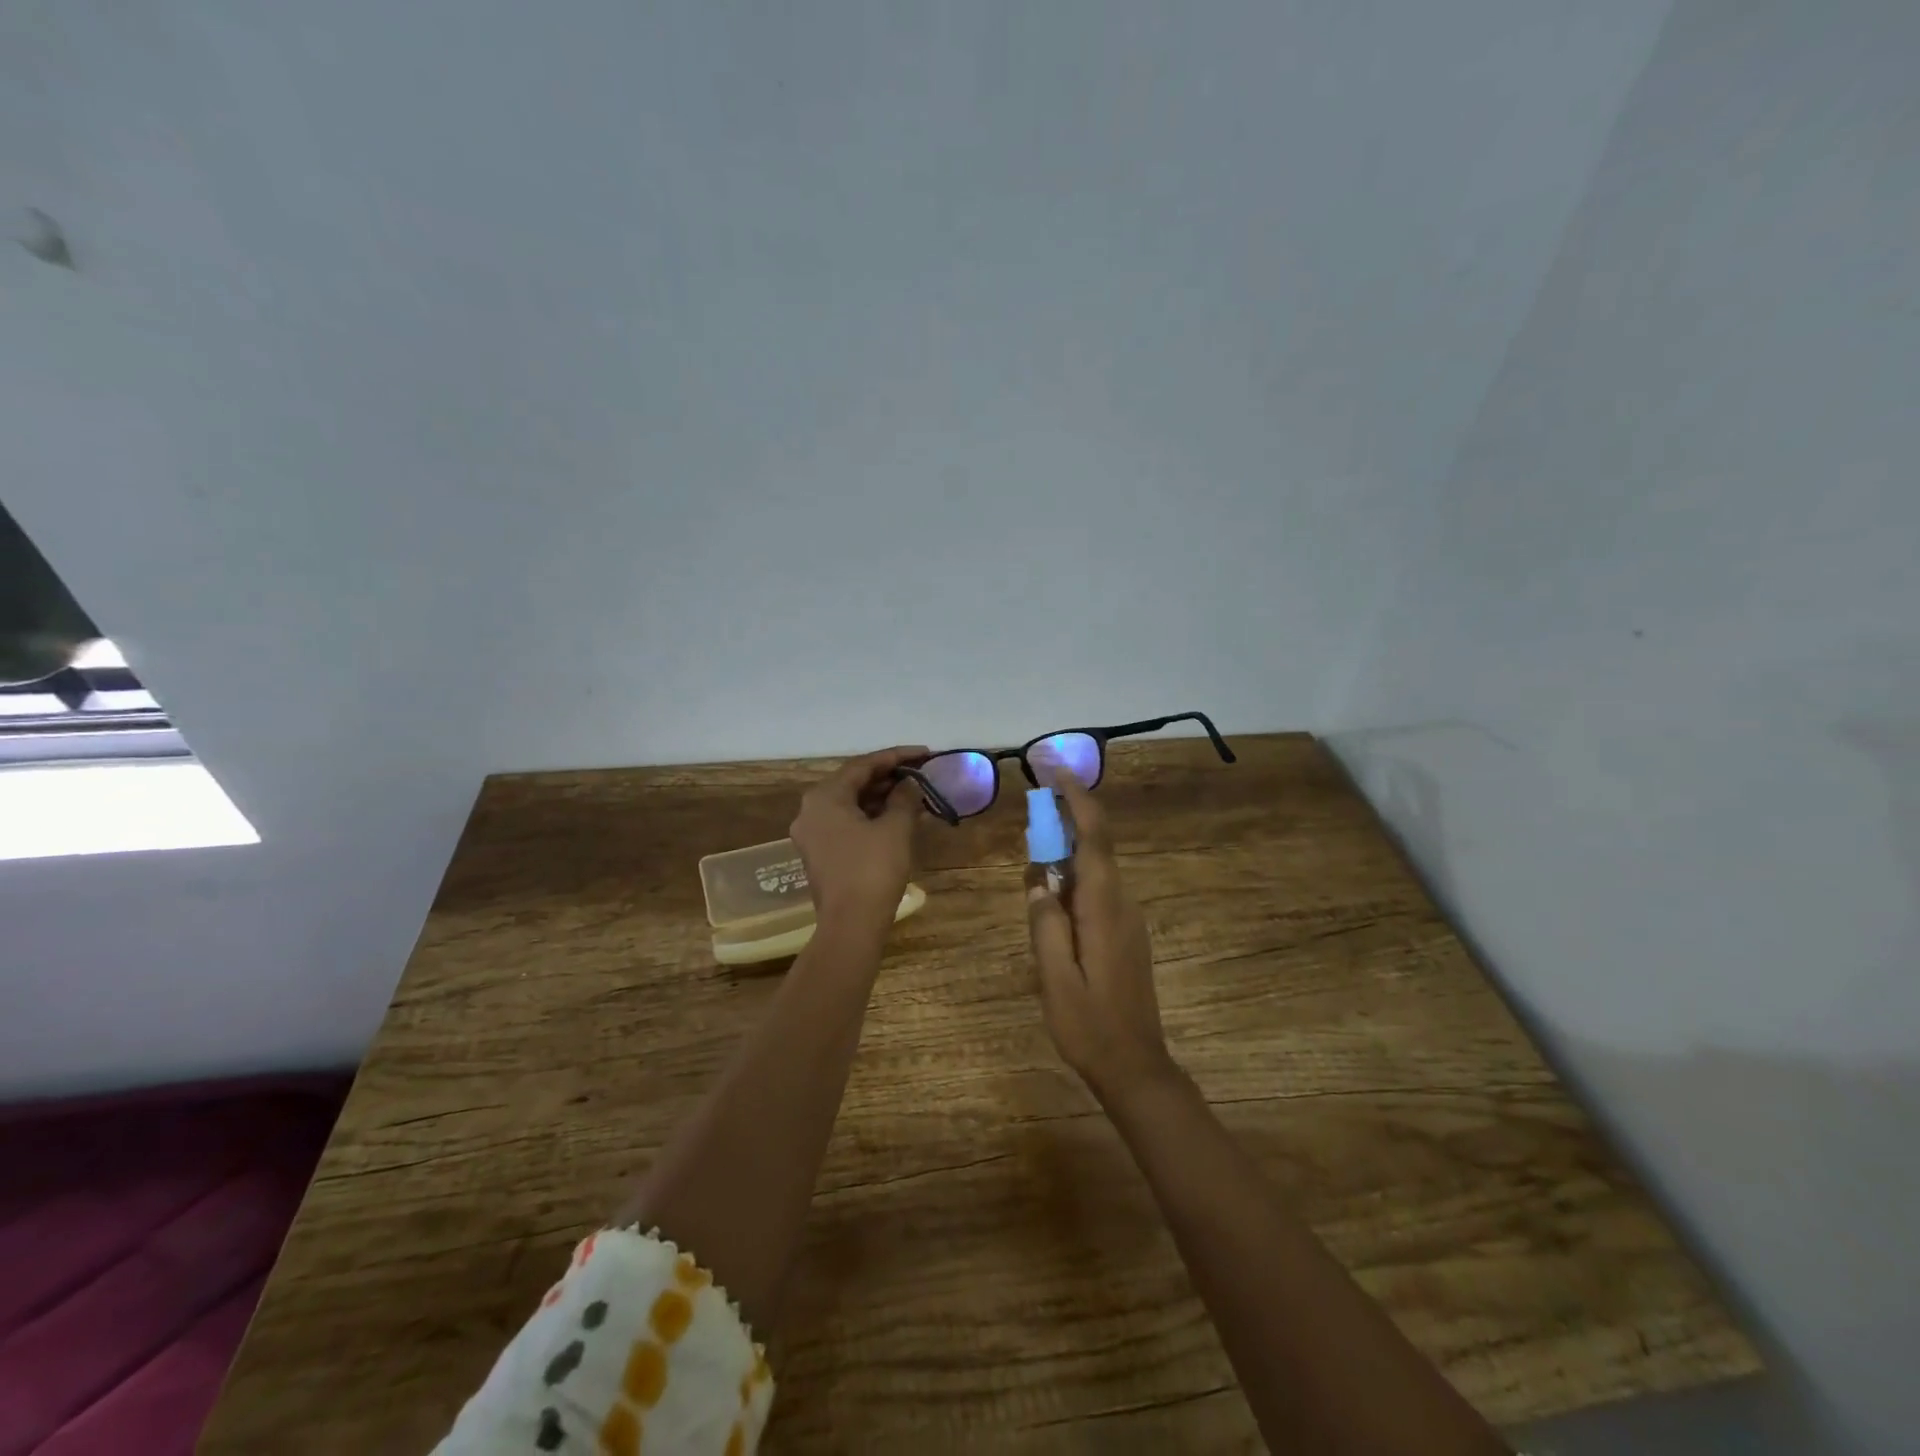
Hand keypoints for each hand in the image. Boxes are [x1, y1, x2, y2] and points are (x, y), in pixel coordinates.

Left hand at [790, 746, 926, 933]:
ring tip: (915, 795)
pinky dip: (872, 817)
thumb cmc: (872, 869)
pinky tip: (898, 818)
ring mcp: (813, 834)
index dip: (896, 756)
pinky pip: (847, 824)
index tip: (925, 753)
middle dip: (889, 777)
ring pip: (851, 805)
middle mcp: (811, 810)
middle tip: (921, 773)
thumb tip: (910, 784)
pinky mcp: (820, 854)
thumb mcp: (895, 828)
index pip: (863, 765)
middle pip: (853, 783)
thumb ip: (904, 798)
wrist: (850, 925)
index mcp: (824, 797)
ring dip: (882, 798)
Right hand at [1027, 771, 1179, 1103]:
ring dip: (1069, 852)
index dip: (1079, 802)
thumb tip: (1038, 881)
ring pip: (1097, 870)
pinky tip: (1054, 896)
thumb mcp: (1053, 977)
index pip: (1095, 840)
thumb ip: (1044, 924)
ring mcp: (1128, 920)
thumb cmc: (1089, 1024)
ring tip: (1036, 853)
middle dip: (1068, 822)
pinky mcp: (1126, 934)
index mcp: (1104, 908)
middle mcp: (1122, 904)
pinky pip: (1099, 892)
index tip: (1058, 775)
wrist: (1136, 1065)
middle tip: (1035, 811)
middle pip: (1097, 848)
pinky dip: (1076, 879)